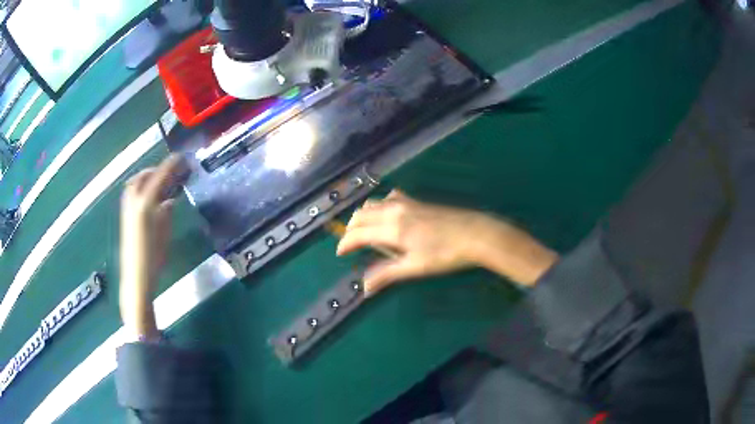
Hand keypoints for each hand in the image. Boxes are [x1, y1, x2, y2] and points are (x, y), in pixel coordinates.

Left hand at [119, 154, 186, 336]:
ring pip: (134, 184)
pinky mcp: (125, 217)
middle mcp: (134, 201)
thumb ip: (167, 212)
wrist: (136, 277)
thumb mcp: (165, 233)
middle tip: (170, 171)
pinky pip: (132, 193)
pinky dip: (141, 188)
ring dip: (147, 177)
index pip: (159, 177)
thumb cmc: (153, 258)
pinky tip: (150, 198)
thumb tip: (169, 200)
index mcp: (146, 203)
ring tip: (159, 182)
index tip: (181, 158)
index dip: (171, 165)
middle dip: (156, 170)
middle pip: (143, 176)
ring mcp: (127, 209)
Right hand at [337, 191, 558, 295]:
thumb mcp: (415, 267)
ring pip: (373, 203)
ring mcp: (406, 203)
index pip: (358, 233)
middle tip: (351, 245)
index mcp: (391, 228)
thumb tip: (364, 288)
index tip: (340, 254)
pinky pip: (389, 198)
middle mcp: (394, 211)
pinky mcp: (417, 201)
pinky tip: (388, 215)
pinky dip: (380, 205)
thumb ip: (387, 274)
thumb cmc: (445, 254)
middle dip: (351, 229)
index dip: (345, 243)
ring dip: (363, 216)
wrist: (475, 234)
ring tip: (365, 231)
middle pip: (361, 215)